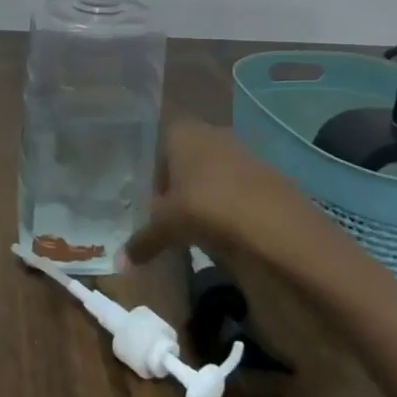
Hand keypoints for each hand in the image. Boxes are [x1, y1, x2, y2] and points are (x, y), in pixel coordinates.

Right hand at [122, 119, 313, 267]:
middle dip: (178, 187)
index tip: (152, 206)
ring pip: (213, 174)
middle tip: (171, 219)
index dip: (154, 177)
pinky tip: (228, 232)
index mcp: (182, 132)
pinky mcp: (266, 175)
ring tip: (198, 229)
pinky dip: (229, 207)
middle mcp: (210, 133)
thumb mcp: (167, 226)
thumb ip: (143, 240)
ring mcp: (242, 152)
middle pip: (185, 160)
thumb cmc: (206, 207)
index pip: (157, 147)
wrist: (276, 224)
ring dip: (205, 198)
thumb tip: (120, 264)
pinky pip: (237, 189)